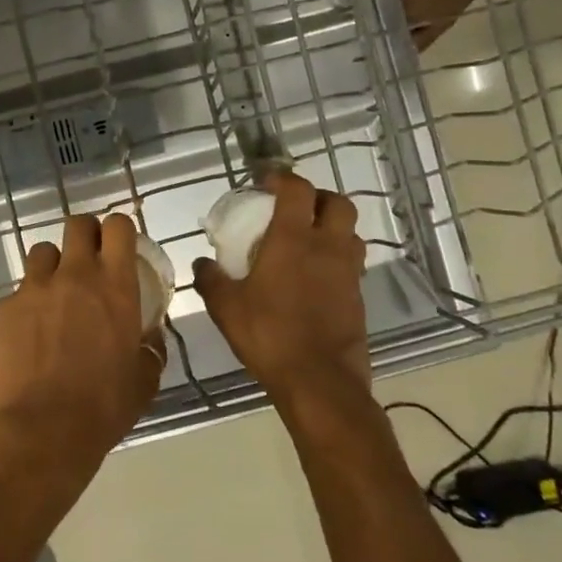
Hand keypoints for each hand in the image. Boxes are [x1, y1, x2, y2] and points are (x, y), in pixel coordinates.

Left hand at [0, 213, 162, 489]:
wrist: (41, 432)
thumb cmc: (103, 408)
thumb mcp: (144, 381)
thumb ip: (150, 348)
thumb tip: (150, 336)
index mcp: (114, 286)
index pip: (118, 227)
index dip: (119, 230)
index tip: (119, 246)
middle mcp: (74, 275)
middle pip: (77, 225)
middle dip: (84, 235)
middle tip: (87, 260)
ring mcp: (33, 288)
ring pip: (42, 253)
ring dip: (52, 267)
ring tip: (53, 295)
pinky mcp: (4, 307)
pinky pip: (17, 292)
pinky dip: (25, 305)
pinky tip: (27, 334)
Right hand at [193, 171, 369, 406]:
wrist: (320, 383)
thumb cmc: (269, 335)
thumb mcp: (226, 307)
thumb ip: (211, 279)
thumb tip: (202, 262)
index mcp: (293, 240)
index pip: (297, 190)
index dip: (283, 178)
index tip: (266, 182)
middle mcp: (327, 248)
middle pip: (338, 203)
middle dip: (317, 197)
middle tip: (294, 208)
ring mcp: (348, 273)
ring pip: (351, 232)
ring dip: (332, 227)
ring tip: (307, 240)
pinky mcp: (358, 297)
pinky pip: (351, 263)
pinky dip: (336, 258)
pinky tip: (315, 276)